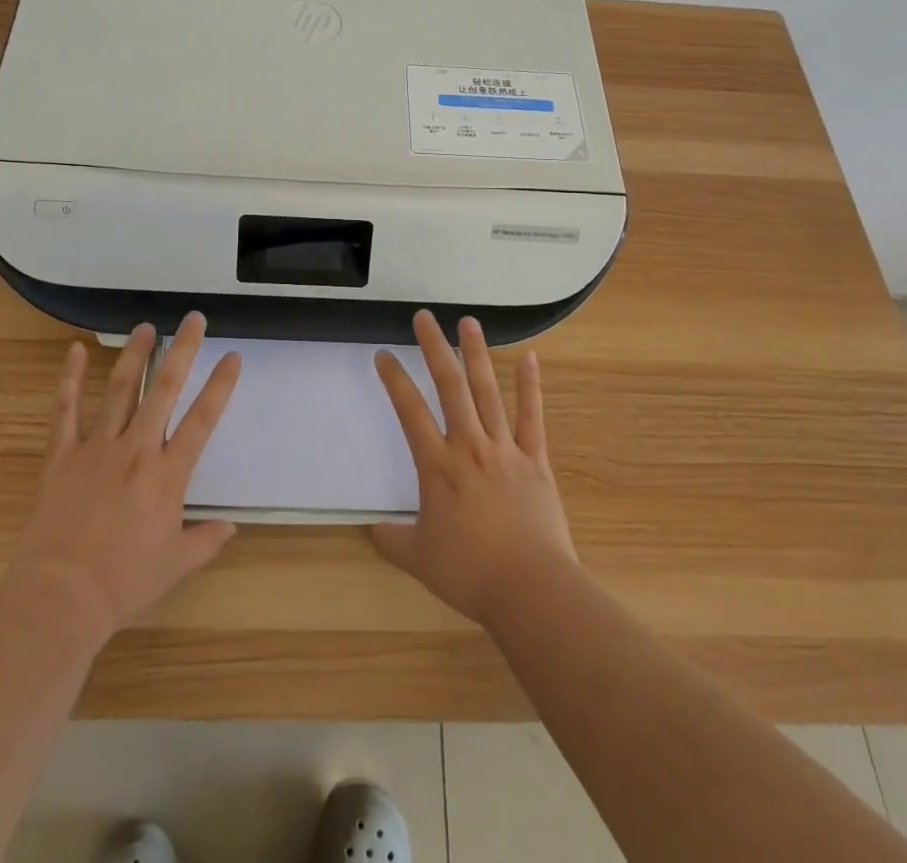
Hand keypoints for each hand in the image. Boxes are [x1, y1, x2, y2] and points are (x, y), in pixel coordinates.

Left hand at [4, 313, 241, 641]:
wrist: (59, 598)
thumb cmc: (123, 583)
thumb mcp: (175, 565)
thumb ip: (206, 541)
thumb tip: (231, 528)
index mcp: (168, 474)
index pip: (202, 419)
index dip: (220, 385)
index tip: (233, 356)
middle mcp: (137, 450)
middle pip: (163, 389)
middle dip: (182, 350)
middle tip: (193, 319)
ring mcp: (96, 449)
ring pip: (119, 390)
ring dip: (134, 355)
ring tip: (146, 327)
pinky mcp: (61, 456)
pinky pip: (64, 410)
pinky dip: (68, 378)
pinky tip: (74, 350)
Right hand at [371, 310, 576, 627]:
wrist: (530, 589)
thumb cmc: (470, 573)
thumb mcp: (420, 559)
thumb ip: (393, 540)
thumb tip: (372, 531)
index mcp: (437, 466)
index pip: (410, 411)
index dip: (394, 380)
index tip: (383, 355)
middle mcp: (469, 446)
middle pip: (450, 387)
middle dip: (434, 348)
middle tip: (424, 317)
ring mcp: (504, 449)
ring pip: (487, 391)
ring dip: (477, 355)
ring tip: (468, 323)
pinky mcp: (535, 460)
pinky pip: (531, 417)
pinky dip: (530, 386)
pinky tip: (530, 357)